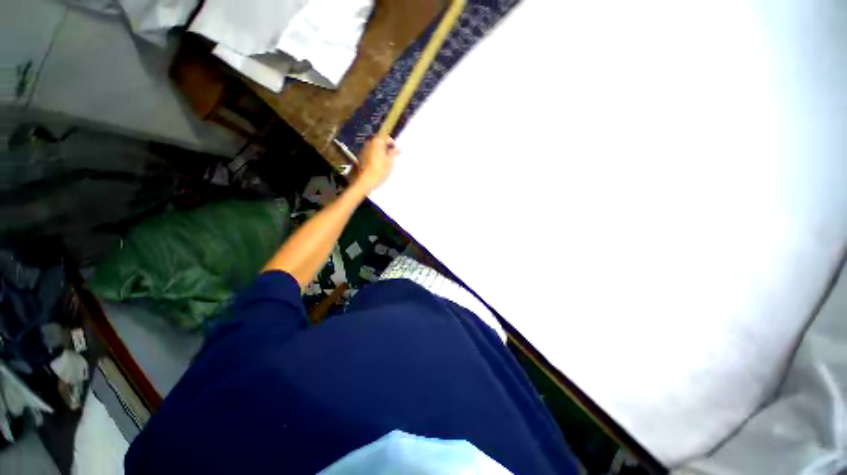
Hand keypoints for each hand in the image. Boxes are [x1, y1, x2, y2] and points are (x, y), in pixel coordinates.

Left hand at [355, 136, 399, 191]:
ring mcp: (364, 149)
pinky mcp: (361, 155)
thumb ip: (393, 153)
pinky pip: (371, 152)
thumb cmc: (380, 169)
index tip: (396, 152)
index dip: (393, 144)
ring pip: (375, 147)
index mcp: (377, 141)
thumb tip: (399, 148)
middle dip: (386, 147)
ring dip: (381, 152)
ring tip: (385, 161)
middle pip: (380, 141)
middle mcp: (369, 142)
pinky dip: (375, 155)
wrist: (366, 179)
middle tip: (391, 156)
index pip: (387, 137)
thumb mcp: (390, 161)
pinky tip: (378, 163)